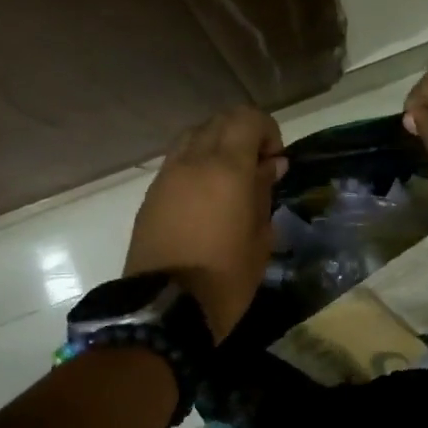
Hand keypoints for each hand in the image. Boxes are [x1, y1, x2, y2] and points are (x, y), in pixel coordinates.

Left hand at [125, 106, 286, 340]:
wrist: (165, 309)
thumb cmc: (226, 278)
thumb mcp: (260, 238)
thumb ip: (265, 193)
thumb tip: (271, 166)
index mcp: (227, 168)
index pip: (246, 118)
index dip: (266, 130)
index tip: (275, 160)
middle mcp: (194, 161)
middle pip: (219, 121)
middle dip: (242, 134)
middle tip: (257, 167)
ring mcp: (168, 175)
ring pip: (193, 136)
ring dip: (216, 145)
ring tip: (230, 179)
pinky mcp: (152, 194)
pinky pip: (177, 160)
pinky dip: (195, 163)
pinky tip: (206, 196)